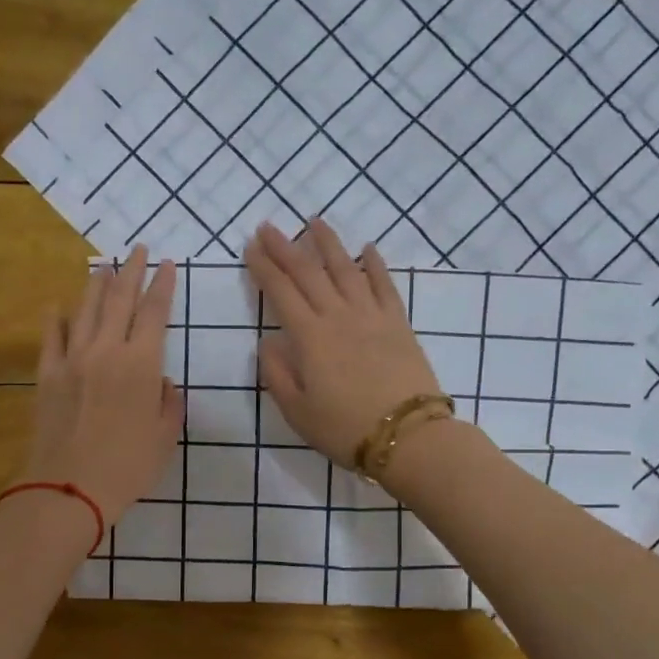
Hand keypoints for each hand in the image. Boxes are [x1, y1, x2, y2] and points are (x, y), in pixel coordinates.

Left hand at [24, 247, 184, 524]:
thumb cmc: (128, 467)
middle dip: (131, 270)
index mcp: (141, 364)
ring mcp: (72, 359)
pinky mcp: (47, 374)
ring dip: (97, 284)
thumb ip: (169, 403)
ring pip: (85, 309)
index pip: (154, 313)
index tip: (167, 264)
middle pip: (120, 299)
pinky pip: (51, 337)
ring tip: (104, 266)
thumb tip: (161, 384)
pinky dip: (55, 318)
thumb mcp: (165, 437)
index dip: (163, 285)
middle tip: (138, 249)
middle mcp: (106, 350)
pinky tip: (57, 305)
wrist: (70, 488)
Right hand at [245, 220, 442, 467]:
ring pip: (346, 269)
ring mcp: (372, 316)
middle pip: (309, 273)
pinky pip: (385, 285)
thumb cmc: (345, 429)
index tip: (250, 247)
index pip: (281, 292)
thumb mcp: (297, 411)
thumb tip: (268, 341)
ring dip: (328, 244)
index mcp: (310, 337)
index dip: (264, 267)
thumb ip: (277, 373)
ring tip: (314, 222)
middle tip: (269, 227)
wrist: (407, 437)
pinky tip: (368, 248)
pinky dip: (375, 264)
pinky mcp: (399, 324)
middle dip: (286, 248)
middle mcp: (339, 316)